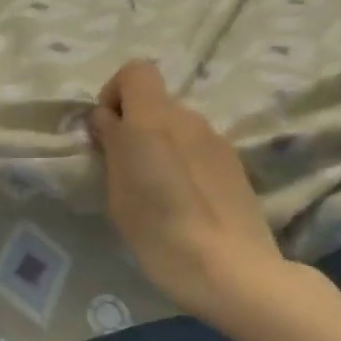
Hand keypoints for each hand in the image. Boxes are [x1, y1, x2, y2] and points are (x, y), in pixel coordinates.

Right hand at [90, 60, 293, 326]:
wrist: (231, 270)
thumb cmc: (159, 234)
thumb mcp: (118, 193)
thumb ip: (111, 147)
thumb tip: (106, 120)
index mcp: (153, 121)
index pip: (136, 71)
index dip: (115, 93)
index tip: (106, 132)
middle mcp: (188, 120)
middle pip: (155, 102)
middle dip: (134, 125)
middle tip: (124, 170)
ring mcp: (216, 140)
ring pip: (177, 126)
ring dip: (159, 145)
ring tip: (155, 191)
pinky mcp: (234, 163)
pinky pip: (198, 148)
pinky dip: (183, 162)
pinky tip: (184, 201)